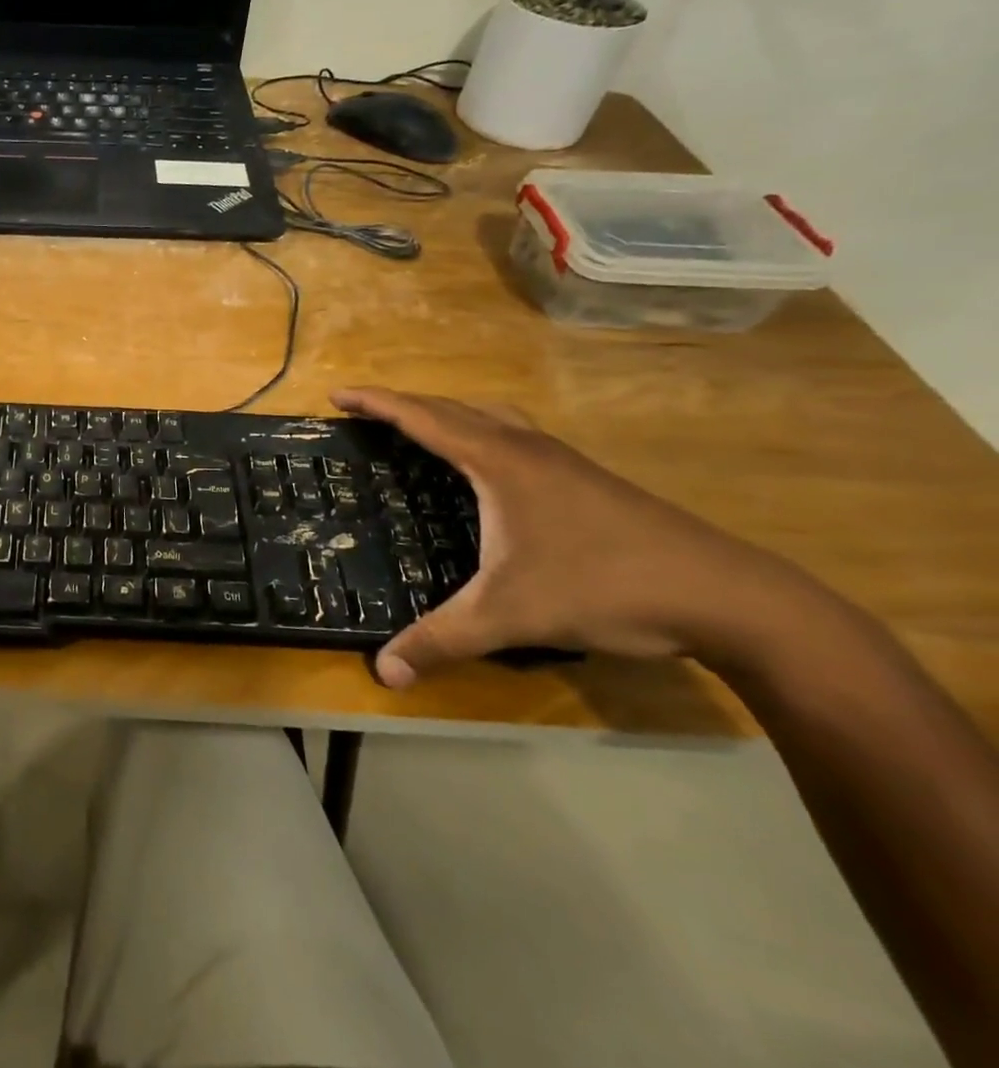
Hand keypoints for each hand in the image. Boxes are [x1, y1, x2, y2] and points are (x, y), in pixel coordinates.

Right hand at [332, 387, 832, 689]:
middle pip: (454, 407)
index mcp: (499, 462)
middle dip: (405, 404)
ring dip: (450, 414)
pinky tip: (489, 471)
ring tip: (422, 430)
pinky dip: (484, 435)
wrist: (731, 597)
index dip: (375, 403)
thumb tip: (382, 673)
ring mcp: (565, 462)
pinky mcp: (589, 481)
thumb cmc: (606, 587)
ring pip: (493, 417)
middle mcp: (529, 449)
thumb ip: (442, 639)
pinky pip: (517, 437)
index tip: (337, 394)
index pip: (423, 417)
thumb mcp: (511, 615)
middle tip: (367, 413)